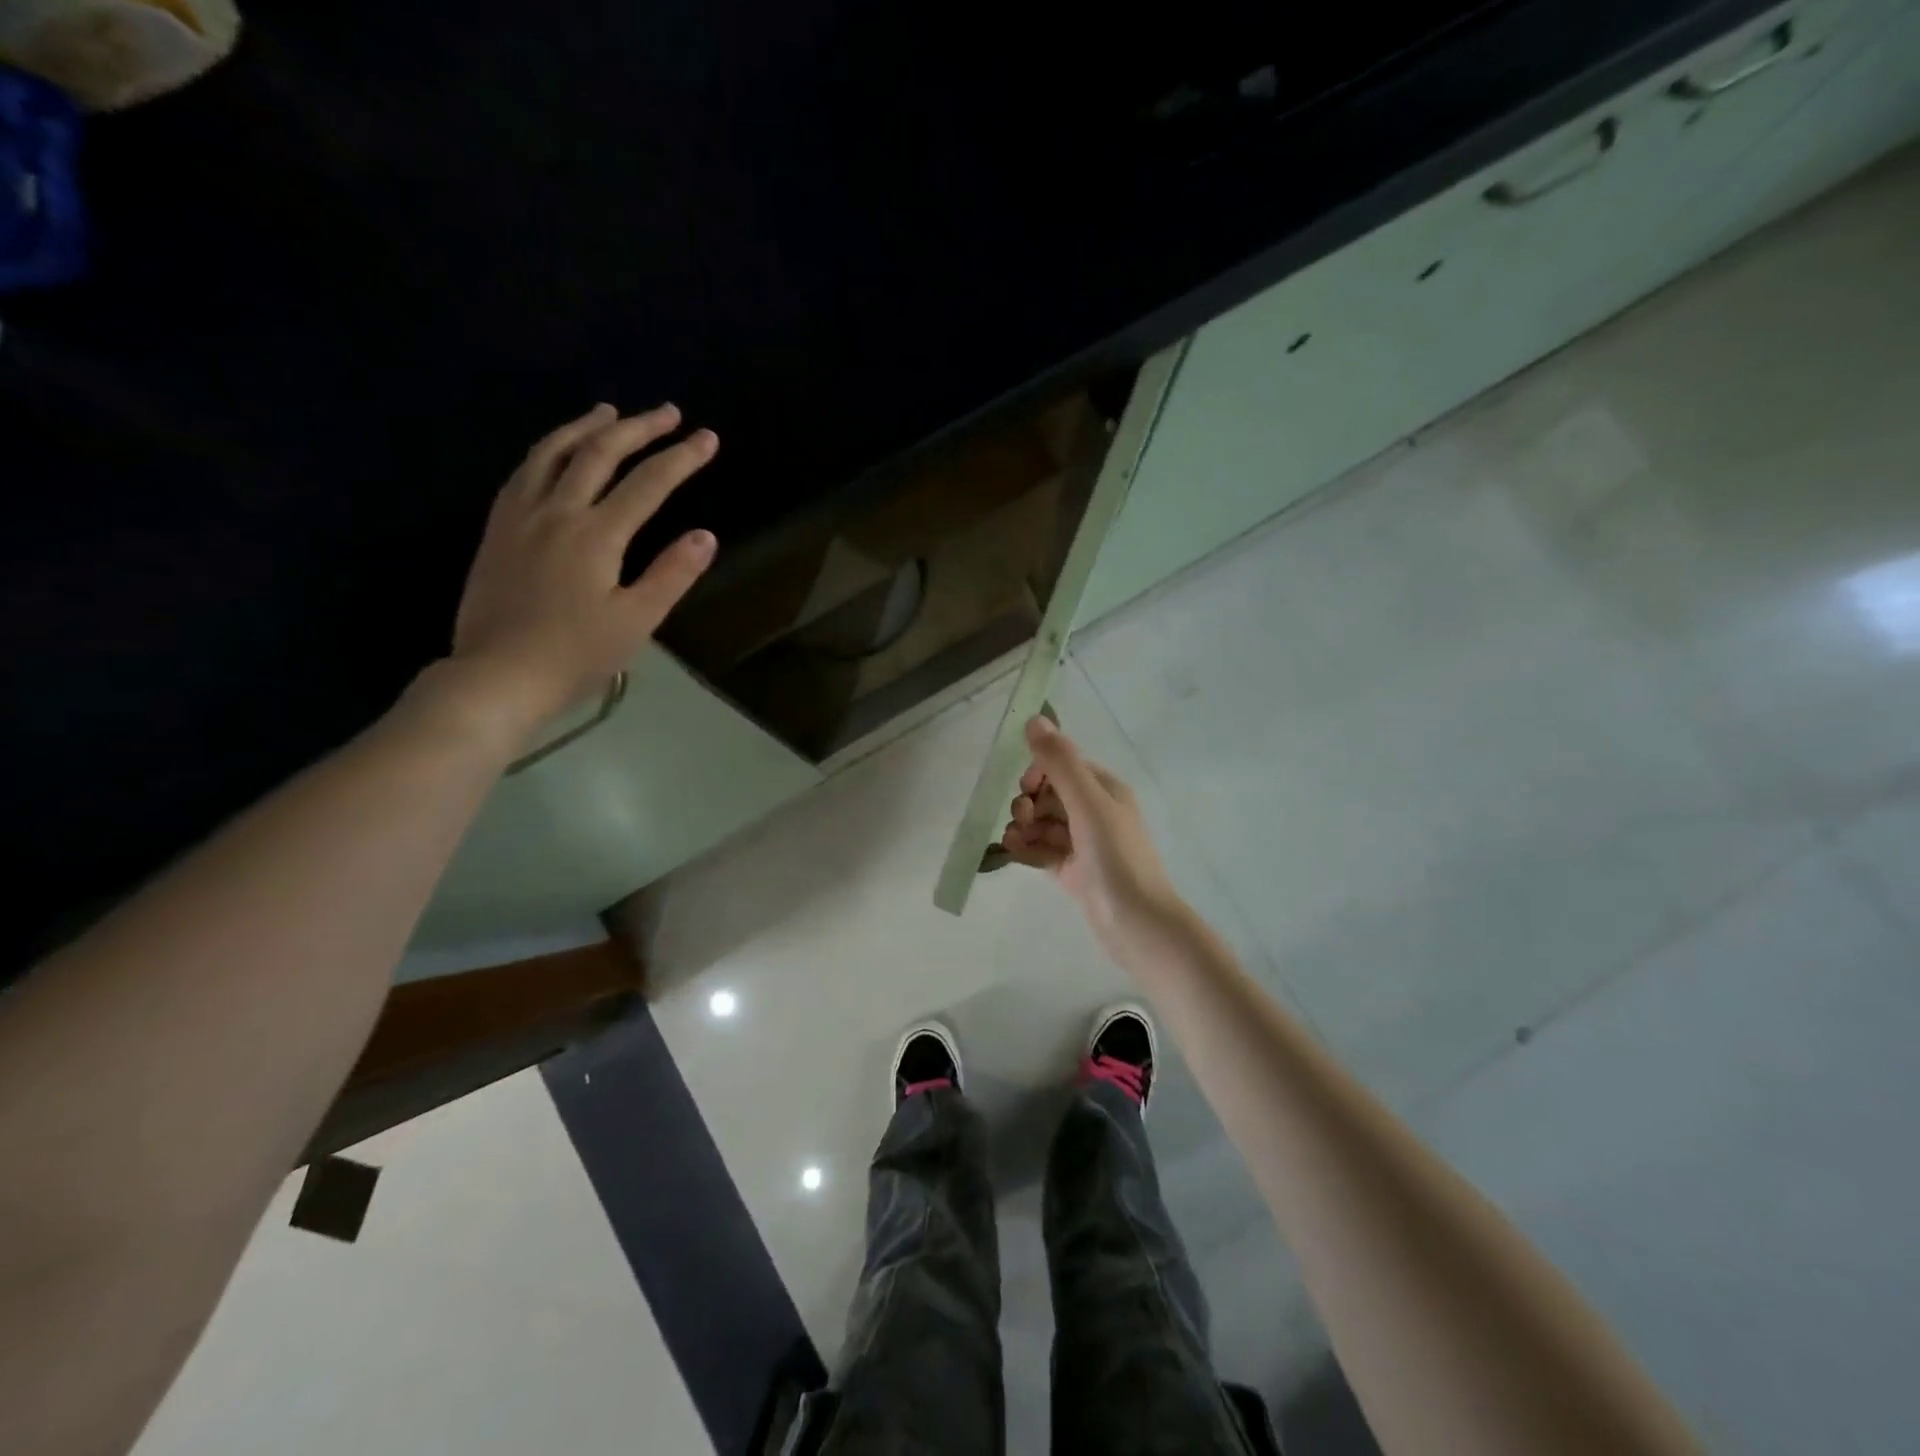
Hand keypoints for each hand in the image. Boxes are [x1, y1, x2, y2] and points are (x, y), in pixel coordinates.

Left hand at [447, 403, 719, 738]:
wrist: (497, 676)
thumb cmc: (576, 655)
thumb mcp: (636, 621)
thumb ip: (672, 574)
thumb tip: (705, 535)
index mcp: (596, 535)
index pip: (648, 483)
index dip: (681, 458)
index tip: (707, 438)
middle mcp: (556, 511)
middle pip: (598, 453)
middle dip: (638, 428)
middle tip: (667, 412)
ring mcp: (520, 516)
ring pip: (552, 453)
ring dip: (585, 427)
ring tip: (609, 412)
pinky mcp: (498, 530)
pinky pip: (523, 472)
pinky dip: (547, 450)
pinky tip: (555, 452)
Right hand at [1000, 716, 1182, 944]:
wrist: (1137, 924)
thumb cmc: (1116, 858)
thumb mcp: (1088, 803)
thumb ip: (1060, 762)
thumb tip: (1034, 719)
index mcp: (1104, 789)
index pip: (1063, 765)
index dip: (1039, 772)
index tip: (1027, 789)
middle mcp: (1095, 811)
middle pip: (1049, 794)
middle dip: (1029, 802)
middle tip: (1023, 819)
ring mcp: (1083, 843)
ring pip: (1043, 823)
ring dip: (1024, 826)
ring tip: (1016, 841)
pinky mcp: (1073, 870)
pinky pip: (1043, 849)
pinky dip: (1028, 848)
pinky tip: (1015, 852)